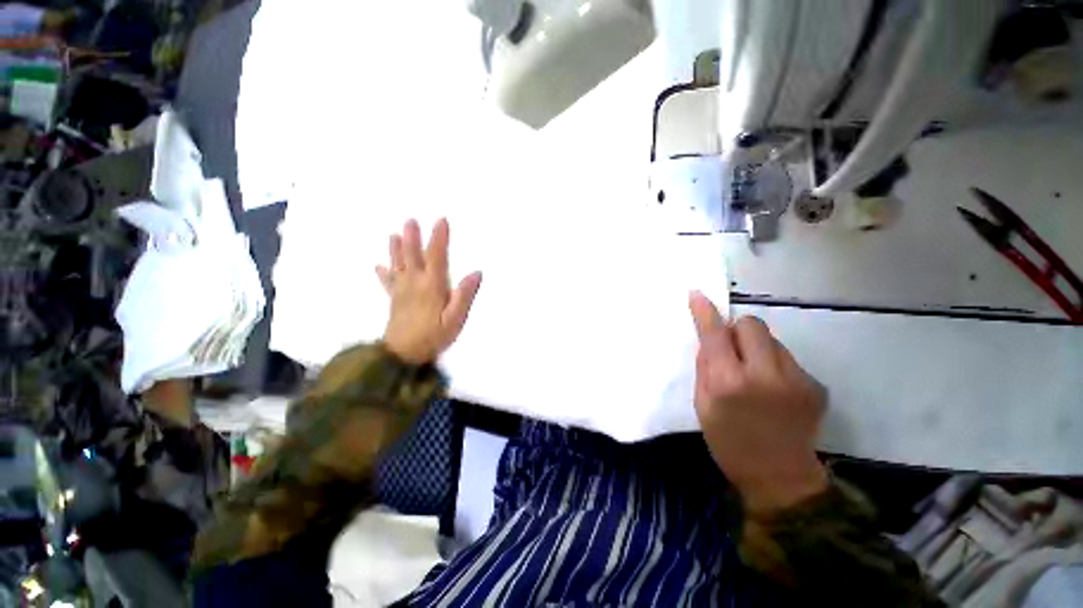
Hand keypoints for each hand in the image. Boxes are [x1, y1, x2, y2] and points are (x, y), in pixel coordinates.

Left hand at [376, 219, 481, 364]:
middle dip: (412, 237)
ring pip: (398, 265)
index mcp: (432, 286)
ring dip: (395, 249)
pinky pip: (388, 282)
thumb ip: (464, 296)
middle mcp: (414, 284)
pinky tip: (379, 266)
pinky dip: (384, 273)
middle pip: (412, 256)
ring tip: (393, 234)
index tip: (441, 220)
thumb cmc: (433, 337)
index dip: (439, 238)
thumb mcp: (455, 320)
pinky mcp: (394, 300)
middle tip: (410, 220)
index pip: (437, 257)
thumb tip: (476, 272)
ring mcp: (401, 291)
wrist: (403, 355)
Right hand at [689, 291, 828, 515]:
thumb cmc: (729, 442)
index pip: (715, 334)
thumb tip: (710, 339)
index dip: (705, 312)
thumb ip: (706, 367)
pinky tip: (775, 390)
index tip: (697, 294)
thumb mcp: (702, 404)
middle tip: (733, 350)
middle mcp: (764, 375)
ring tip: (756, 375)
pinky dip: (776, 365)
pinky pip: (788, 359)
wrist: (780, 478)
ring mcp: (796, 380)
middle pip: (752, 325)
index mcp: (728, 383)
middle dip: (738, 330)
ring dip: (758, 348)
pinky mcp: (815, 386)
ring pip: (772, 340)